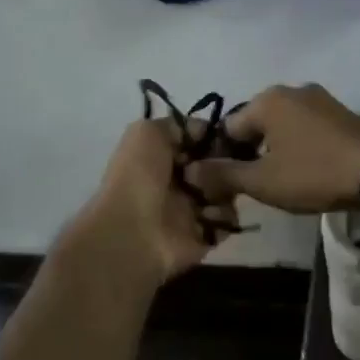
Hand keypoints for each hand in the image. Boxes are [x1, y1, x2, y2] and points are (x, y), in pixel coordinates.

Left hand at [57, 119, 236, 290]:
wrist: (132, 231)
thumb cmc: (138, 176)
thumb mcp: (147, 132)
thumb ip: (177, 125)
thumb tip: (204, 131)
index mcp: (164, 157)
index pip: (201, 142)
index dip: (214, 138)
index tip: (225, 138)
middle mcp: (179, 181)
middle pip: (218, 166)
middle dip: (223, 164)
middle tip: (218, 168)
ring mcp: (193, 210)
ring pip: (227, 191)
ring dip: (224, 190)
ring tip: (207, 195)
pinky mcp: (205, 235)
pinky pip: (228, 220)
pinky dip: (222, 216)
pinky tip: (207, 216)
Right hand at [188, 84, 359, 214]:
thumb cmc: (313, 173)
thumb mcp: (263, 181)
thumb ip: (223, 174)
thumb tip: (190, 170)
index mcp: (267, 100)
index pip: (228, 129)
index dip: (222, 159)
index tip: (228, 187)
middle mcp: (291, 90)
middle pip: (255, 125)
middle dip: (250, 154)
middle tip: (254, 188)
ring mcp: (320, 99)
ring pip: (282, 127)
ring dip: (275, 151)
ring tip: (281, 183)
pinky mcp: (340, 113)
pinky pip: (306, 128)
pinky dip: (299, 146)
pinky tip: (307, 170)